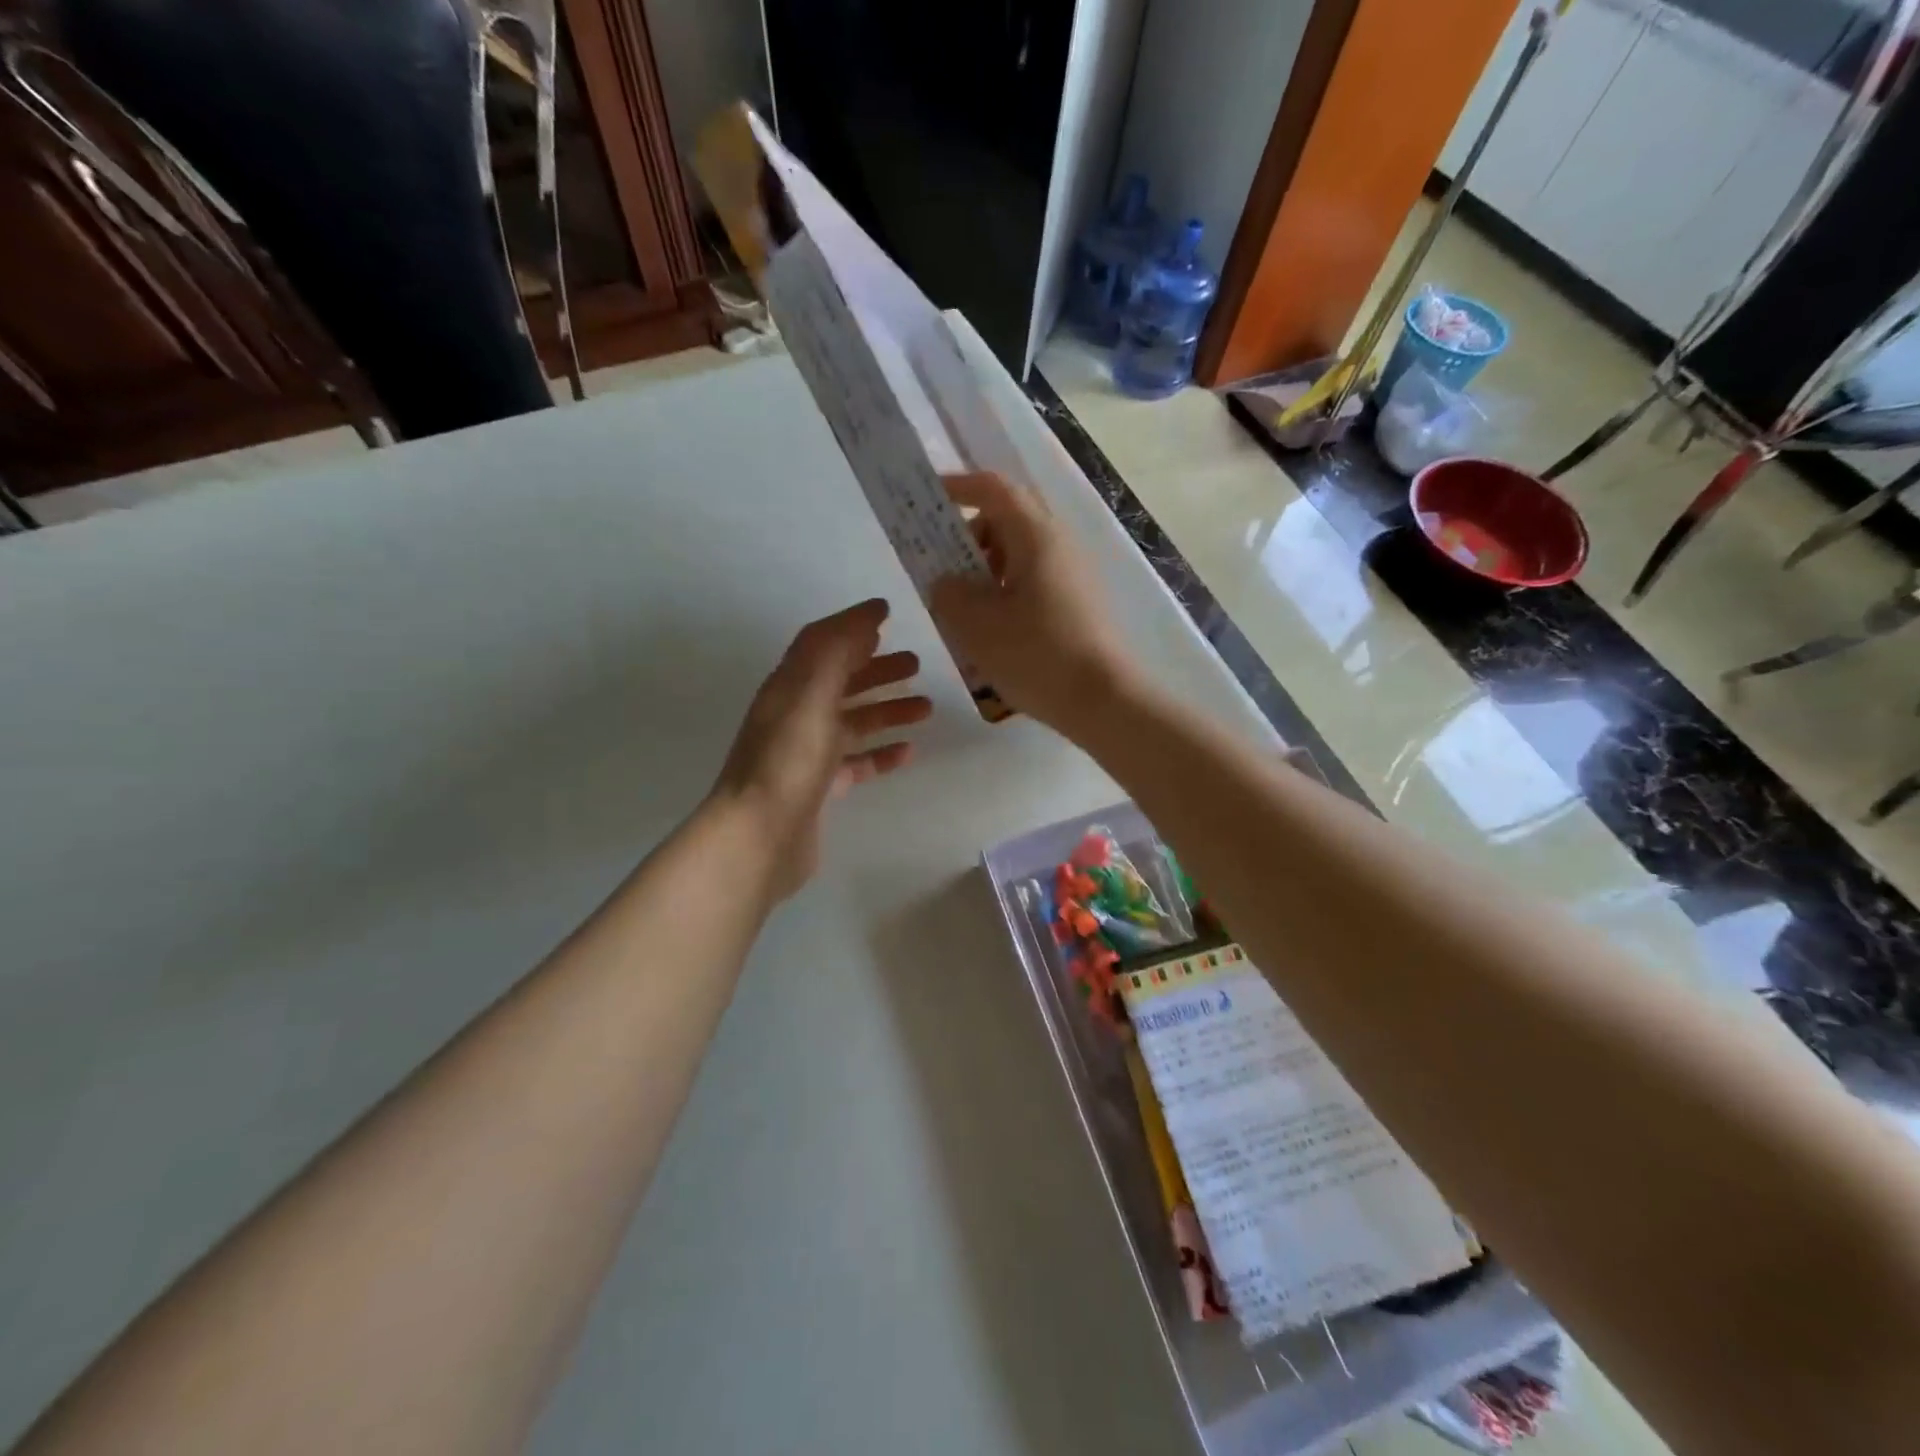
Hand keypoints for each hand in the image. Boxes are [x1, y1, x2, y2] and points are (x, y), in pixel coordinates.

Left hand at [711, 599, 929, 898]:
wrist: (760, 837)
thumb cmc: (788, 759)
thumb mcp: (810, 693)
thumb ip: (837, 650)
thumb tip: (868, 616)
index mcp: (789, 687)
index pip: (821, 644)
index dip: (852, 626)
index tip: (889, 615)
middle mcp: (795, 715)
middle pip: (840, 681)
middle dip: (876, 668)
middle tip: (916, 664)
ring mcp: (807, 754)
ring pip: (852, 722)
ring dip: (886, 710)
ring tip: (926, 708)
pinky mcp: (820, 789)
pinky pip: (856, 762)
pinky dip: (881, 753)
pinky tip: (908, 752)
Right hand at [929, 472, 1135, 738]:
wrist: (1104, 701)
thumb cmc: (1036, 655)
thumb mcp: (977, 626)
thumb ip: (950, 593)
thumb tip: (947, 582)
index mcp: (1035, 536)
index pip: (994, 490)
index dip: (958, 487)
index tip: (929, 499)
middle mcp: (1060, 545)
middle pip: (1009, 519)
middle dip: (971, 535)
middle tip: (945, 568)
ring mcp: (1074, 575)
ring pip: (1022, 553)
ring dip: (988, 568)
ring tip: (966, 608)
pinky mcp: (1080, 603)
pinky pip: (1036, 580)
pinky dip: (1008, 591)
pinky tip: (995, 630)